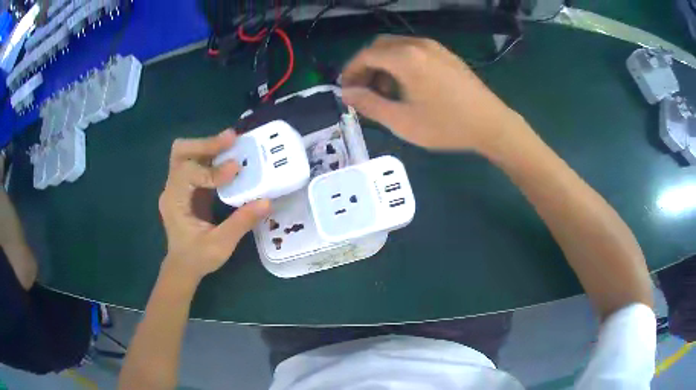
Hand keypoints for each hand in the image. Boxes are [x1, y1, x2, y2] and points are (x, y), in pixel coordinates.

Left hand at [158, 130, 270, 282]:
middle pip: (181, 152)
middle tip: (232, 139)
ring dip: (209, 146)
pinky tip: (230, 156)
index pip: (187, 172)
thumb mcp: (220, 245)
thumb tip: (267, 201)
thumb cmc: (198, 258)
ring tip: (233, 143)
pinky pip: (197, 163)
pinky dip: (213, 156)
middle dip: (206, 144)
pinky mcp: (188, 187)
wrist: (183, 267)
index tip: (236, 169)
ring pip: (187, 153)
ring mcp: (178, 186)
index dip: (211, 169)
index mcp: (174, 202)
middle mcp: (172, 188)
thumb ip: (241, 223)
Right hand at [341, 35, 523, 152]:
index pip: (365, 55)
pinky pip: (414, 50)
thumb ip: (369, 104)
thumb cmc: (446, 125)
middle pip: (380, 46)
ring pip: (397, 47)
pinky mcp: (446, 54)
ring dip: (383, 64)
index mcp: (405, 57)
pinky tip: (407, 85)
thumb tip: (346, 93)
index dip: (351, 71)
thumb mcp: (402, 121)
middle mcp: (418, 44)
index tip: (346, 90)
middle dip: (366, 66)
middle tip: (363, 90)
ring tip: (385, 91)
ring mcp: (435, 47)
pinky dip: (401, 62)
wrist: (491, 124)